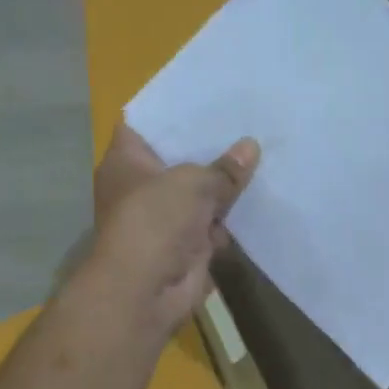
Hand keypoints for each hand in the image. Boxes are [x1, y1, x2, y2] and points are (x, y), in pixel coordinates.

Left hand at [88, 122, 259, 336]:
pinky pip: (213, 225)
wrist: (146, 290)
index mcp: (127, 161)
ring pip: (200, 195)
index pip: (148, 124)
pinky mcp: (186, 247)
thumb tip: (252, 147)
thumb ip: (224, 169)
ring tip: (262, 156)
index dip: (176, 111)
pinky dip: (231, 219)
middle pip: (180, 160)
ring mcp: (165, 219)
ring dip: (226, 187)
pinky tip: (260, 199)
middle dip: (211, 148)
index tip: (210, 98)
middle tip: (248, 124)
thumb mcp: (193, 183)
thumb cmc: (155, 221)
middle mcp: (142, 187)